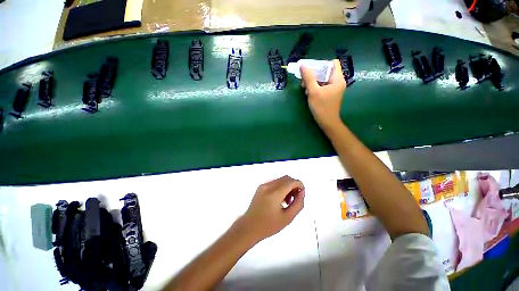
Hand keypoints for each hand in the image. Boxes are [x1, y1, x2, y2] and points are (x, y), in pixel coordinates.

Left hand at [239, 176, 304, 242]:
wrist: (249, 227)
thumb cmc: (268, 225)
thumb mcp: (287, 218)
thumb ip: (298, 204)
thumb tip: (302, 192)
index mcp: (274, 194)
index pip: (291, 181)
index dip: (300, 185)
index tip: (301, 194)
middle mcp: (268, 186)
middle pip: (286, 178)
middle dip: (294, 186)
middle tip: (294, 199)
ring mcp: (263, 185)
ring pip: (281, 179)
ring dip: (287, 186)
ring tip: (287, 200)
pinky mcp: (260, 187)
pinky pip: (274, 182)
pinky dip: (280, 187)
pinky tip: (279, 199)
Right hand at [300, 59, 345, 130]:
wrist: (326, 122)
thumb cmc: (321, 107)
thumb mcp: (313, 91)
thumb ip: (308, 78)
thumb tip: (303, 65)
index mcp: (337, 79)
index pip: (332, 63)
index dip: (321, 64)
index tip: (311, 70)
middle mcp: (338, 82)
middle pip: (326, 71)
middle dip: (314, 74)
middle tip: (304, 81)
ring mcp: (334, 89)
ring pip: (323, 79)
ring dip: (312, 82)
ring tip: (305, 89)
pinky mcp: (330, 94)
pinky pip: (322, 86)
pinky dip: (315, 87)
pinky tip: (308, 93)